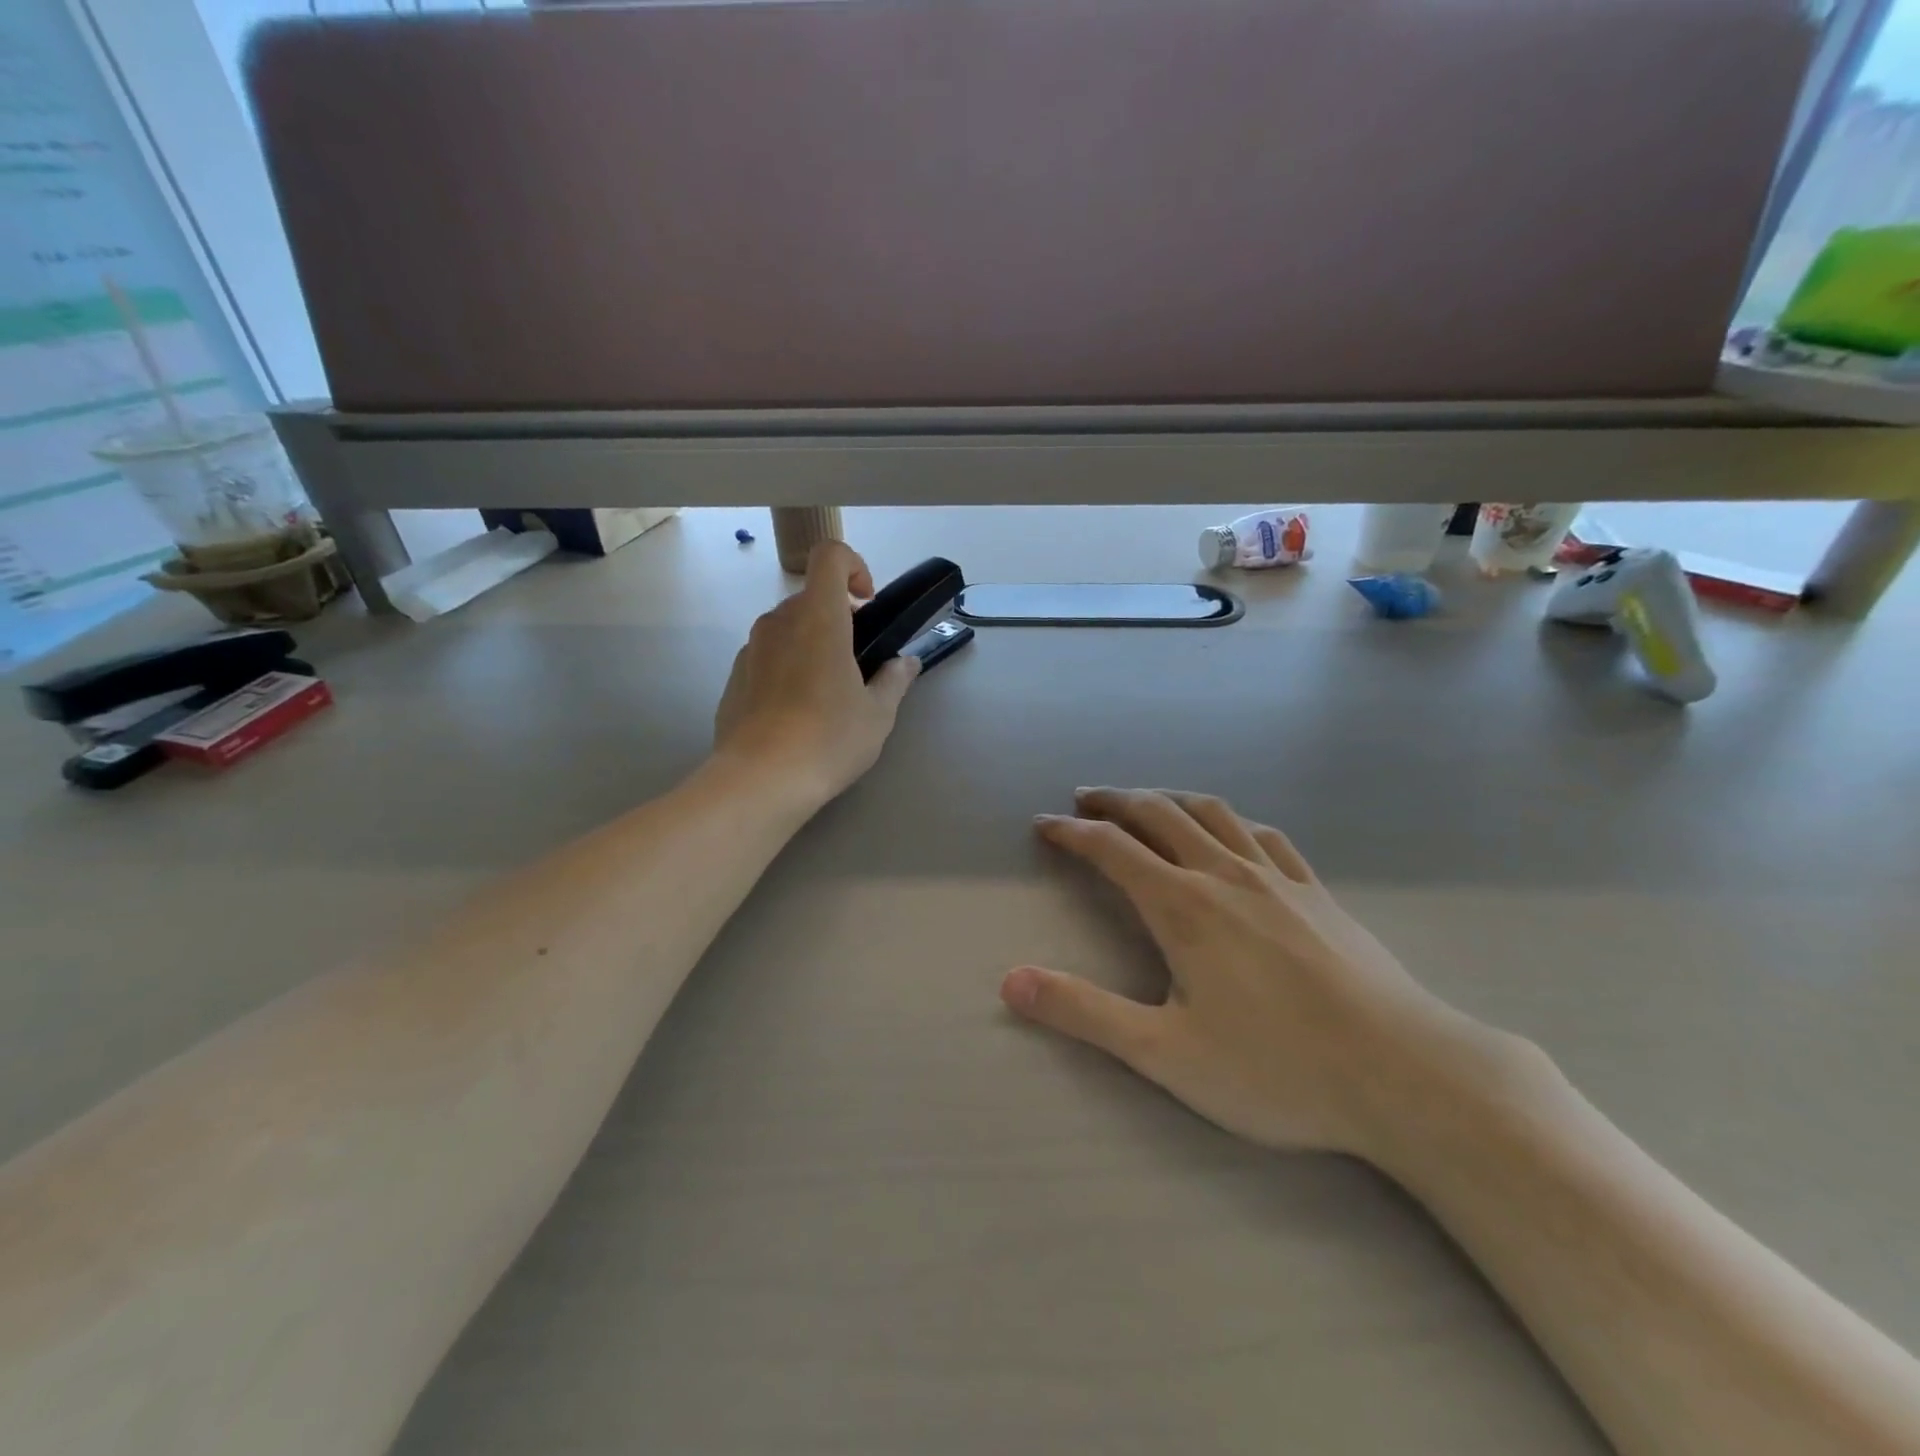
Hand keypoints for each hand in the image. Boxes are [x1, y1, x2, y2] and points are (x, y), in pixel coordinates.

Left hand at [713, 541, 919, 807]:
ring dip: (812, 644)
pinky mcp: (733, 678)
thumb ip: (894, 679)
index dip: (854, 567)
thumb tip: (905, 663)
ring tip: (828, 694)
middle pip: (811, 598)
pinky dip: (787, 668)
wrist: (760, 781)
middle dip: (839, 618)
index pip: (830, 557)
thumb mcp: (877, 714)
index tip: (867, 604)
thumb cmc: (828, 739)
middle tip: (858, 663)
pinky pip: (767, 657)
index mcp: (818, 618)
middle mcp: (779, 623)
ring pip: (788, 629)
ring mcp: (750, 650)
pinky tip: (797, 714)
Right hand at [1001, 788, 1486, 1162]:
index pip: (1112, 849)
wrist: (1405, 1074)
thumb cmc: (1278, 1069)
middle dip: (1114, 801)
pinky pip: (1265, 835)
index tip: (1043, 825)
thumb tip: (1011, 982)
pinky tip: (1231, 832)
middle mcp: (1224, 875)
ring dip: (1169, 798)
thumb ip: (1085, 1013)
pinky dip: (1230, 821)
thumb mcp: (1165, 1054)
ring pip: (1212, 814)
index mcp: (1182, 906)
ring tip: (1146, 800)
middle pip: (1159, 814)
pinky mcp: (1317, 892)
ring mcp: (1277, 878)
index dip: (1072, 833)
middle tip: (1084, 799)